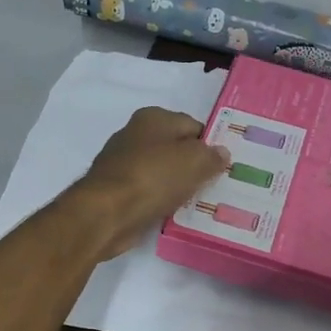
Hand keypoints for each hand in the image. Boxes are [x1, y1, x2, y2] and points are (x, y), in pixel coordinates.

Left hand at [70, 107, 230, 261]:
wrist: (106, 213)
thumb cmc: (153, 177)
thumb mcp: (194, 161)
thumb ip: (211, 155)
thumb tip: (221, 153)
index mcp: (153, 118)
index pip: (193, 126)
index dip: (210, 145)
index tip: (224, 167)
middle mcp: (135, 134)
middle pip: (176, 149)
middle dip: (195, 166)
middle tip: (215, 186)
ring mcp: (123, 163)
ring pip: (162, 172)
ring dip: (178, 186)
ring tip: (198, 203)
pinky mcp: (116, 190)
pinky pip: (148, 192)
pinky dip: (160, 200)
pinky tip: (173, 213)